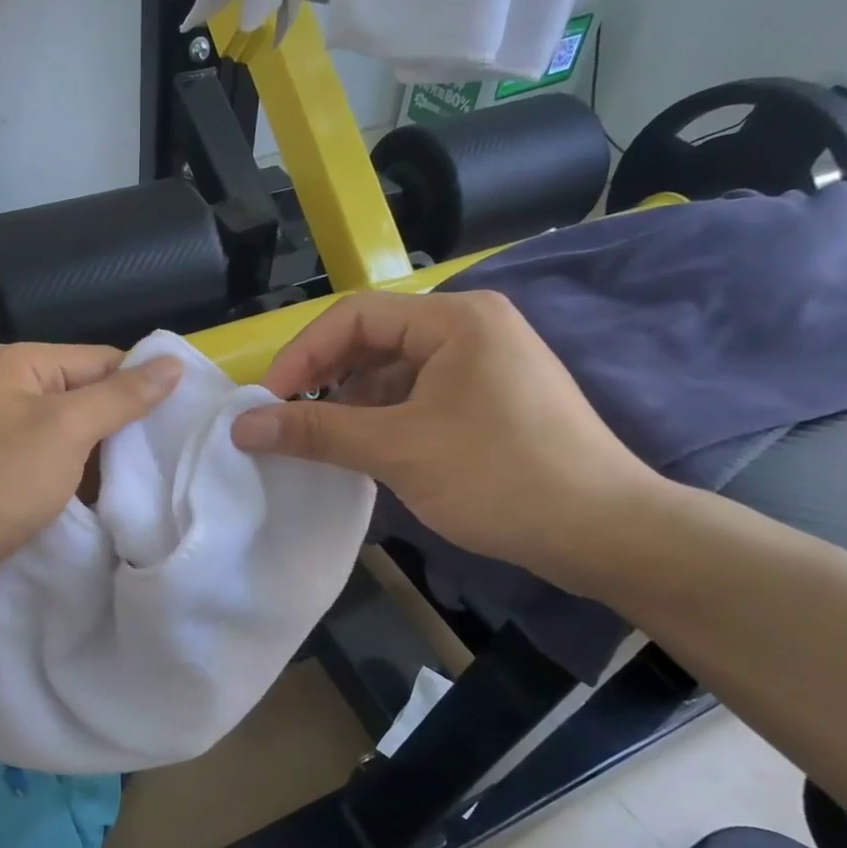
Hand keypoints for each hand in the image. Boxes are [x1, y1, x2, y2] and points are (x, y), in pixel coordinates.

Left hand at [0, 343, 180, 624]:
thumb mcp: (64, 432)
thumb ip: (120, 398)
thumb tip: (172, 364)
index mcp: (19, 364)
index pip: (103, 361)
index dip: (145, 389)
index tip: (185, 427)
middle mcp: (1, 392)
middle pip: (82, 402)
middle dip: (122, 434)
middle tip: (169, 468)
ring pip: (62, 444)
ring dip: (95, 467)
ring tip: (143, 494)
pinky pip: (38, 474)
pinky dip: (65, 489)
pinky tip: (94, 512)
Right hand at [230, 292, 663, 587]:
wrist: (604, 532)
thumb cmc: (499, 477)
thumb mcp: (398, 450)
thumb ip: (316, 431)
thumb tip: (242, 426)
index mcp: (455, 319)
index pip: (354, 316)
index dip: (301, 355)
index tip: (268, 404)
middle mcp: (471, 328)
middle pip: (373, 339)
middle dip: (324, 378)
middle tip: (287, 421)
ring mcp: (485, 364)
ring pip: (394, 371)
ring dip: (351, 402)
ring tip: (322, 441)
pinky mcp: (491, 400)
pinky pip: (419, 396)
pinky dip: (383, 418)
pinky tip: (366, 450)